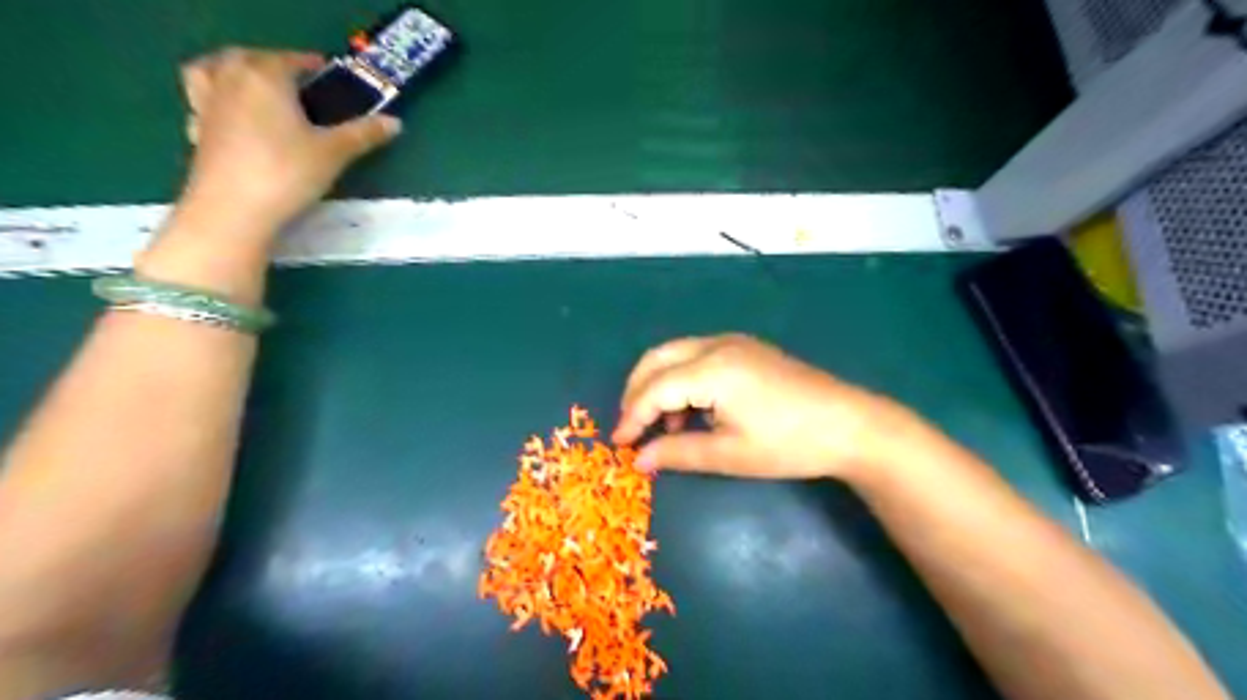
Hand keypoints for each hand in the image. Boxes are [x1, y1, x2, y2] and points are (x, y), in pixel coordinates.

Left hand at [178, 47, 402, 236]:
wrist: (234, 208)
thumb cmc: (287, 172)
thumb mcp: (334, 153)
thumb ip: (363, 134)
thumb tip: (395, 122)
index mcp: (265, 77)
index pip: (290, 59)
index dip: (311, 63)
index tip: (328, 71)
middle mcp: (230, 80)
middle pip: (246, 57)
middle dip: (270, 61)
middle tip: (294, 78)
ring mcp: (207, 104)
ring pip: (210, 70)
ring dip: (229, 68)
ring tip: (250, 83)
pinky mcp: (197, 130)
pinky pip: (201, 102)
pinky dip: (214, 100)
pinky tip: (229, 116)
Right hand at [613, 333, 908, 480]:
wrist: (850, 425)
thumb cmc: (789, 443)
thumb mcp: (730, 454)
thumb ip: (679, 453)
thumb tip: (639, 460)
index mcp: (711, 369)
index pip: (654, 389)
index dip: (632, 416)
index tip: (619, 444)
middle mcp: (716, 346)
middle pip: (658, 359)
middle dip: (637, 392)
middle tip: (632, 427)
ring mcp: (733, 343)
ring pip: (676, 354)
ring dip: (660, 385)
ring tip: (666, 426)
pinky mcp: (746, 349)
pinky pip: (698, 357)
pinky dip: (682, 379)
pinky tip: (695, 411)